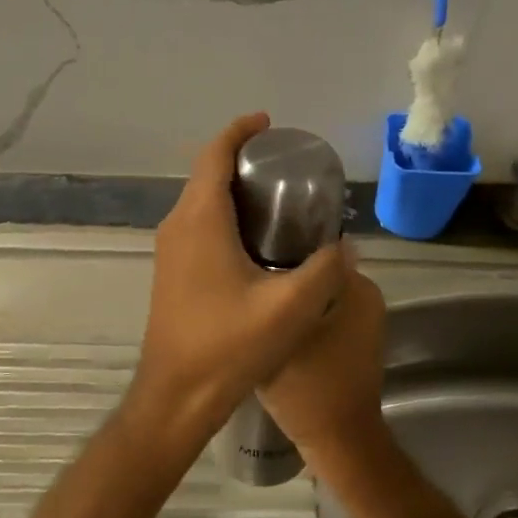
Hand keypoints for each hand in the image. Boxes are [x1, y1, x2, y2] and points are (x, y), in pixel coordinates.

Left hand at [134, 114, 347, 441]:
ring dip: (231, 188)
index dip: (239, 131)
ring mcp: (169, 250)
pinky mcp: (171, 271)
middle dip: (240, 158)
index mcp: (200, 220)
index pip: (213, 156)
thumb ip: (325, 270)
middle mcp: (177, 226)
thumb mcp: (291, 308)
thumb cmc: (228, 346)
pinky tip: (255, 238)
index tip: (267, 122)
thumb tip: (347, 246)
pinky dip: (223, 214)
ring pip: (200, 201)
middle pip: (205, 174)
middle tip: (284, 163)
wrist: (176, 395)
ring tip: (275, 195)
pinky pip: (197, 225)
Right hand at [258, 265, 386, 470]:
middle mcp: (365, 296)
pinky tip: (265, 318)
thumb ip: (276, 291)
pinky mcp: (351, 340)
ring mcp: (360, 319)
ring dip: (286, 292)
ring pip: (314, 291)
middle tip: (242, 275)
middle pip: (313, 267)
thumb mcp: (283, 333)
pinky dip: (296, 312)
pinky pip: (319, 311)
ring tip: (249, 294)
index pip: (315, 245)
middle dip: (280, 267)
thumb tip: (261, 255)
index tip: (247, 248)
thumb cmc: (310, 386)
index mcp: (357, 286)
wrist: (336, 442)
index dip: (279, 241)